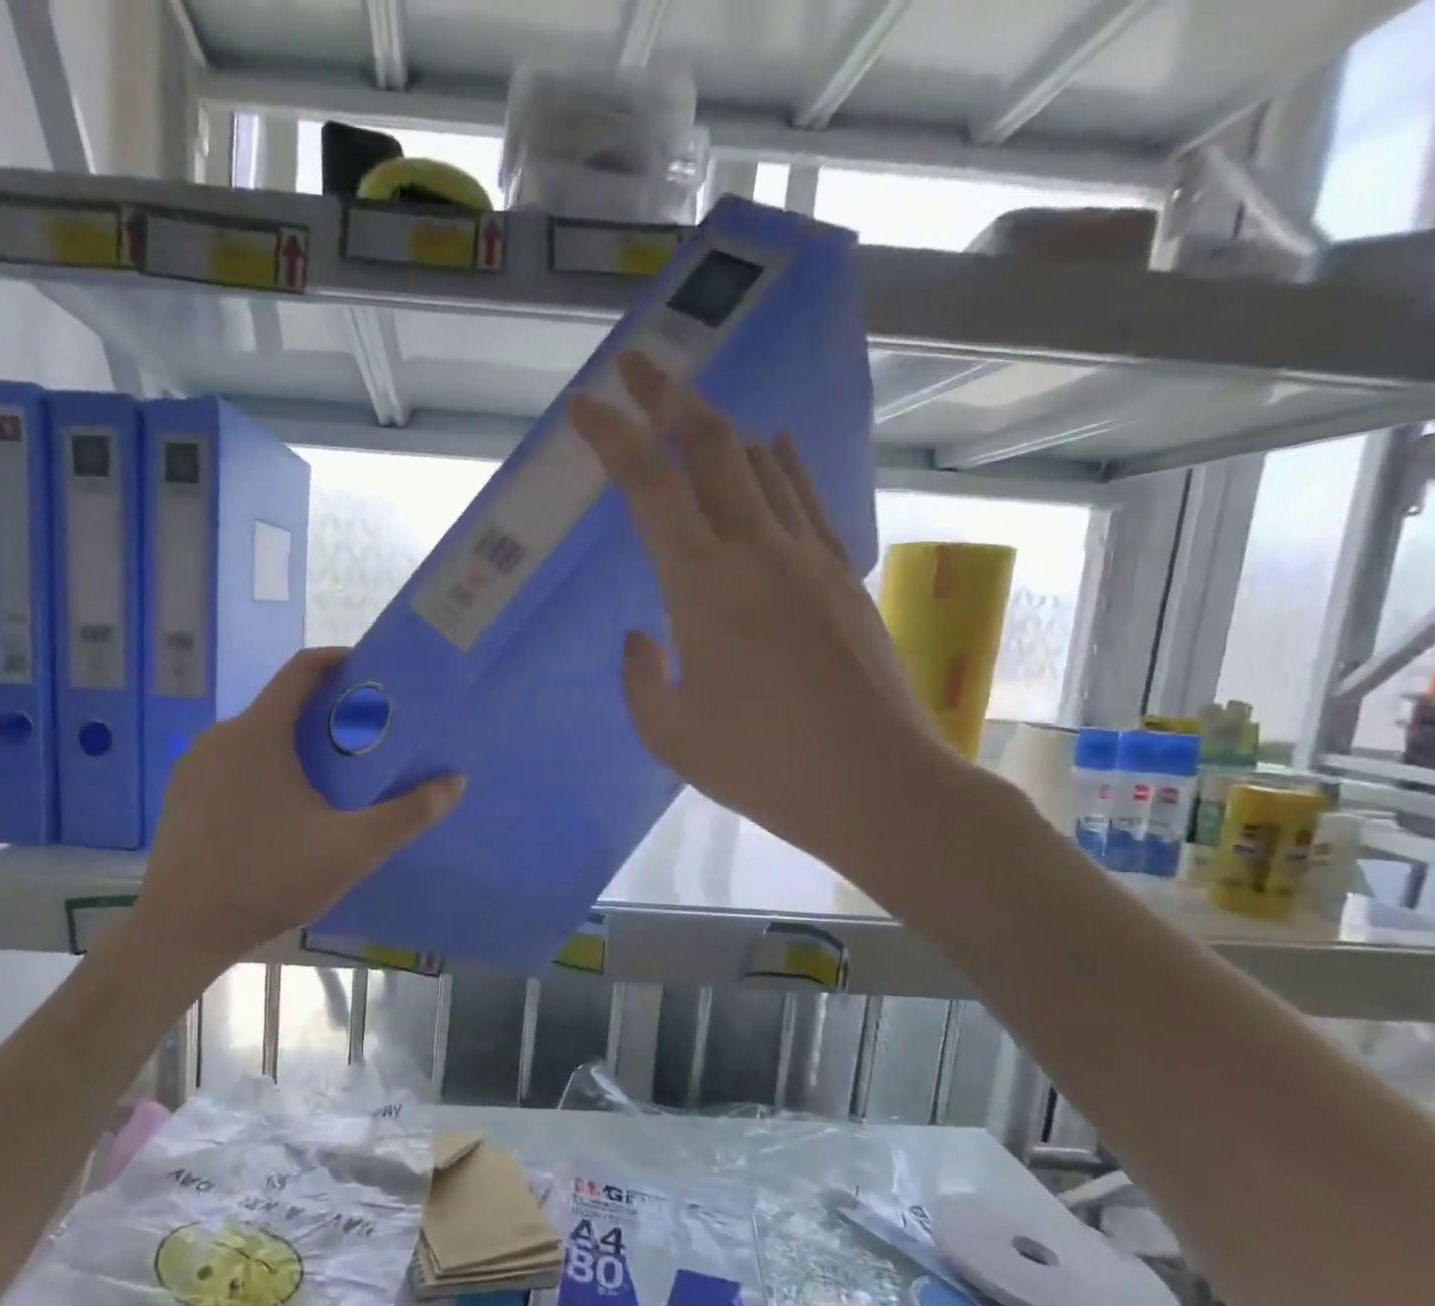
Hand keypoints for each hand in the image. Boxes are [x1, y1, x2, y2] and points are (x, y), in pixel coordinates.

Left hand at [134, 647, 463, 963]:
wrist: (179, 931)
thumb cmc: (267, 879)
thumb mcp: (350, 849)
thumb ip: (406, 814)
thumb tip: (455, 782)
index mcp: (258, 733)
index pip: (302, 669)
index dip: (340, 661)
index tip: (373, 675)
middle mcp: (221, 736)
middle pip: (282, 705)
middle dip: (327, 714)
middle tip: (367, 739)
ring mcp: (195, 766)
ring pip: (257, 737)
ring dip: (296, 745)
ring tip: (333, 778)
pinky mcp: (183, 795)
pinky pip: (234, 764)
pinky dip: (266, 769)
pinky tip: (284, 811)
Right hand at [569, 351, 967, 882]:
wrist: (876, 785)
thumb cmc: (759, 764)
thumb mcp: (669, 732)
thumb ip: (640, 677)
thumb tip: (645, 637)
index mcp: (702, 587)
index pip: (649, 486)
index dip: (613, 436)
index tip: (586, 402)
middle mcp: (757, 551)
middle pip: (711, 446)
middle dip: (668, 395)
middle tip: (638, 365)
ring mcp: (809, 556)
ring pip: (762, 463)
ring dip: (721, 427)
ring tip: (691, 409)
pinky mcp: (844, 575)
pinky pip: (805, 498)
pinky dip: (780, 464)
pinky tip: (771, 446)